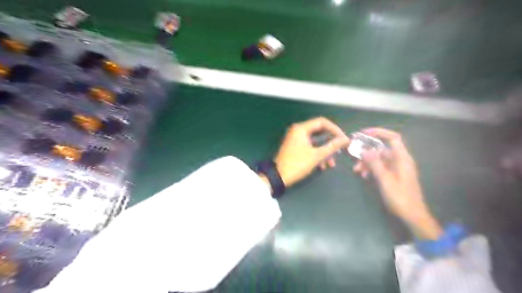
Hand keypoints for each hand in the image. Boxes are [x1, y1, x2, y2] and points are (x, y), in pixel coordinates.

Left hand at [273, 117, 349, 187]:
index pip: (322, 122)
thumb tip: (345, 139)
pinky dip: (317, 154)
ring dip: (324, 151)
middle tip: (339, 150)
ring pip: (315, 141)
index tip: (343, 139)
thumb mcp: (317, 156)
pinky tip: (322, 166)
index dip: (335, 129)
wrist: (278, 177)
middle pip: (319, 132)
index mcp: (301, 128)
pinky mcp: (295, 147)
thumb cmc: (297, 164)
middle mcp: (298, 131)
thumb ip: (332, 146)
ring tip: (331, 164)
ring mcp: (295, 139)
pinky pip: (309, 147)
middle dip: (330, 142)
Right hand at [353, 128, 441, 239]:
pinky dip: (371, 169)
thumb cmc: (400, 197)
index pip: (393, 138)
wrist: (412, 215)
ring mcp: (397, 168)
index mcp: (402, 159)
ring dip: (367, 162)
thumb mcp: (385, 180)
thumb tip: (365, 150)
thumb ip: (375, 164)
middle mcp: (400, 160)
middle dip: (367, 152)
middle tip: (354, 155)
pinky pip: (380, 167)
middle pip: (382, 149)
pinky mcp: (393, 175)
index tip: (364, 133)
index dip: (379, 132)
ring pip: (379, 159)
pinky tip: (364, 176)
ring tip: (357, 170)